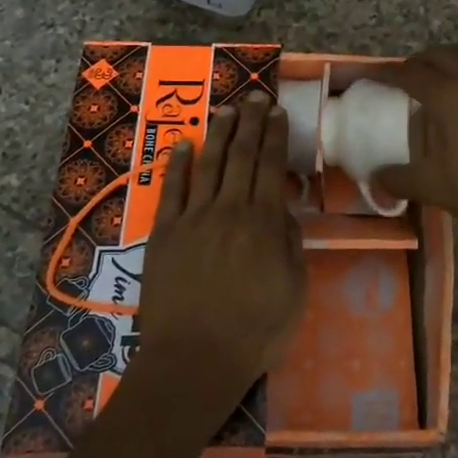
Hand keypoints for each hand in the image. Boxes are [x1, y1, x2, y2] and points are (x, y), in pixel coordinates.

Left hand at [55, 93, 305, 457]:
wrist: (194, 360)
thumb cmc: (255, 330)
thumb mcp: (293, 289)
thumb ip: (289, 243)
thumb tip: (283, 210)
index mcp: (263, 222)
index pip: (270, 166)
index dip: (274, 136)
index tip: (278, 113)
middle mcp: (227, 210)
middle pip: (240, 156)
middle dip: (250, 123)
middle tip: (256, 97)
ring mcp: (192, 219)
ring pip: (207, 165)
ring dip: (218, 134)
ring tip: (226, 110)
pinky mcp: (164, 234)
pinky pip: (171, 191)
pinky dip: (178, 165)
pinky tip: (184, 145)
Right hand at [369, 44, 457, 379]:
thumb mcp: (434, 187)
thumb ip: (399, 179)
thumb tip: (374, 178)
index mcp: (449, 96)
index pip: (411, 74)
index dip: (388, 73)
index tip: (374, 77)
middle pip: (442, 56)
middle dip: (419, 61)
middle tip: (405, 76)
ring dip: (453, 55)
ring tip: (443, 69)